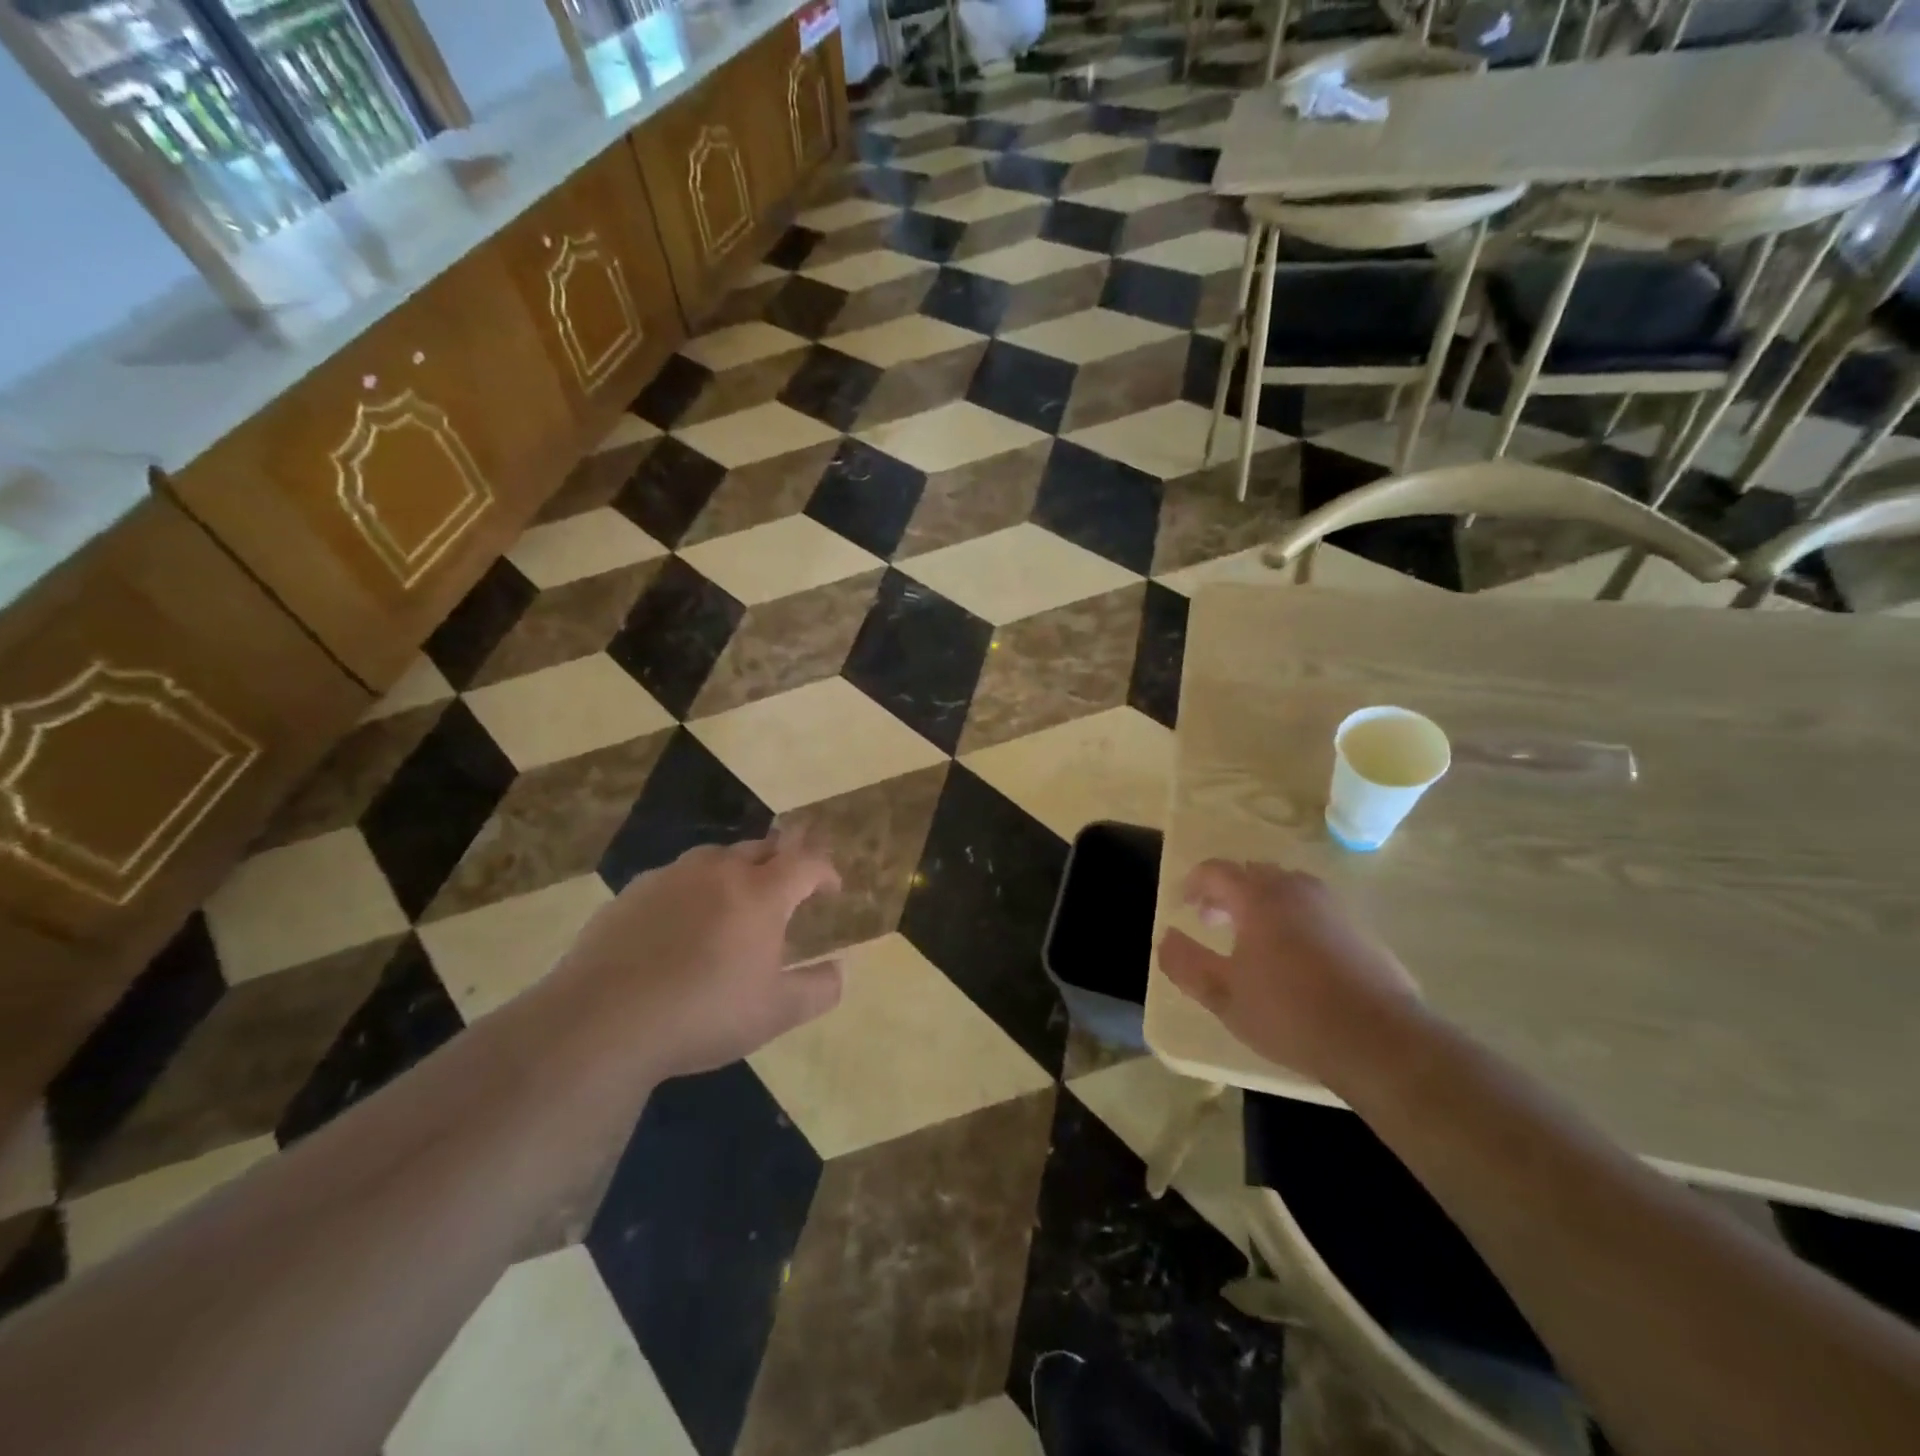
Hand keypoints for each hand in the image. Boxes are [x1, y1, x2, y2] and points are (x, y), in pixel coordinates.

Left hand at [553, 832, 843, 1081]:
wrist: (602, 1022)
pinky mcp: (631, 893)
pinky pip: (675, 879)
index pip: (805, 862)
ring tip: (735, 903)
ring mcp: (670, 877)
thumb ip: (819, 989)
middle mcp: (718, 870)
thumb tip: (840, 970)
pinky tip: (681, 924)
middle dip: (782, 863)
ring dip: (736, 872)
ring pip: (715, 858)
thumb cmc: (704, 1013)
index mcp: (760, 892)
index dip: (825, 871)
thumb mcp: (776, 1013)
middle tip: (787, 892)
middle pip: (761, 848)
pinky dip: (693, 890)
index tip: (831, 890)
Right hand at [1158, 860, 1423, 1086]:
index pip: (1216, 871)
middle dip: (1227, 891)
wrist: (1381, 1042)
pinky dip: (1293, 920)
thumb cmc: (1291, 1014)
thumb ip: (1186, 964)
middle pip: (1253, 874)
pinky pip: (1314, 911)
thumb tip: (1166, 938)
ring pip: (1287, 889)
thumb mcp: (1224, 997)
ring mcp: (1333, 908)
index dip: (1194, 883)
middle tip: (1212, 919)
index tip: (1183, 903)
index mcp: (1259, 897)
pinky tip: (1294, 959)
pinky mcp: (1361, 931)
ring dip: (1262, 904)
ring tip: (1251, 938)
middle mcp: (1296, 890)